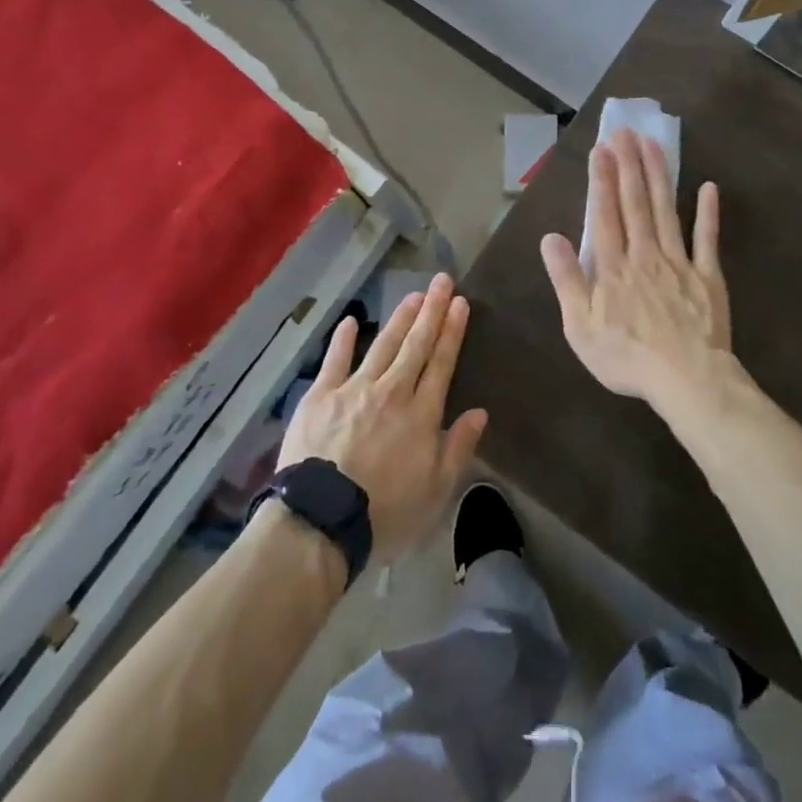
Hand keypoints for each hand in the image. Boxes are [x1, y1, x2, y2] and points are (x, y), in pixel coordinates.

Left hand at [278, 273, 488, 563]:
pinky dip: (343, 339)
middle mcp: (392, 391)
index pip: (442, 363)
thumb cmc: (384, 512)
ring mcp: (354, 389)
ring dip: (400, 318)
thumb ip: (458, 447)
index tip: (461, 303)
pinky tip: (351, 321)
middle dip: (431, 310)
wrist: (321, 520)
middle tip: (442, 281)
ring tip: (413, 294)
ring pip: (383, 345)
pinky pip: (335, 360)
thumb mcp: (435, 491)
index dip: (452, 331)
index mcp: (421, 414)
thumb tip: (480, 412)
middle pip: (416, 344)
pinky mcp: (321, 396)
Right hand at [540, 128, 731, 406]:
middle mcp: (645, 254)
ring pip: (666, 211)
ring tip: (653, 144)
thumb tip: (550, 237)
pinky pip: (707, 240)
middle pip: (635, 203)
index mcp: (613, 267)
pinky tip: (708, 187)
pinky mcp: (708, 276)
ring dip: (659, 176)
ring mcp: (679, 262)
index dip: (601, 180)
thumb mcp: (580, 326)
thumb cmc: (626, 357)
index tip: (601, 150)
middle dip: (628, 165)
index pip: (604, 214)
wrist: (686, 379)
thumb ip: (566, 279)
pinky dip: (708, 213)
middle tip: (625, 132)